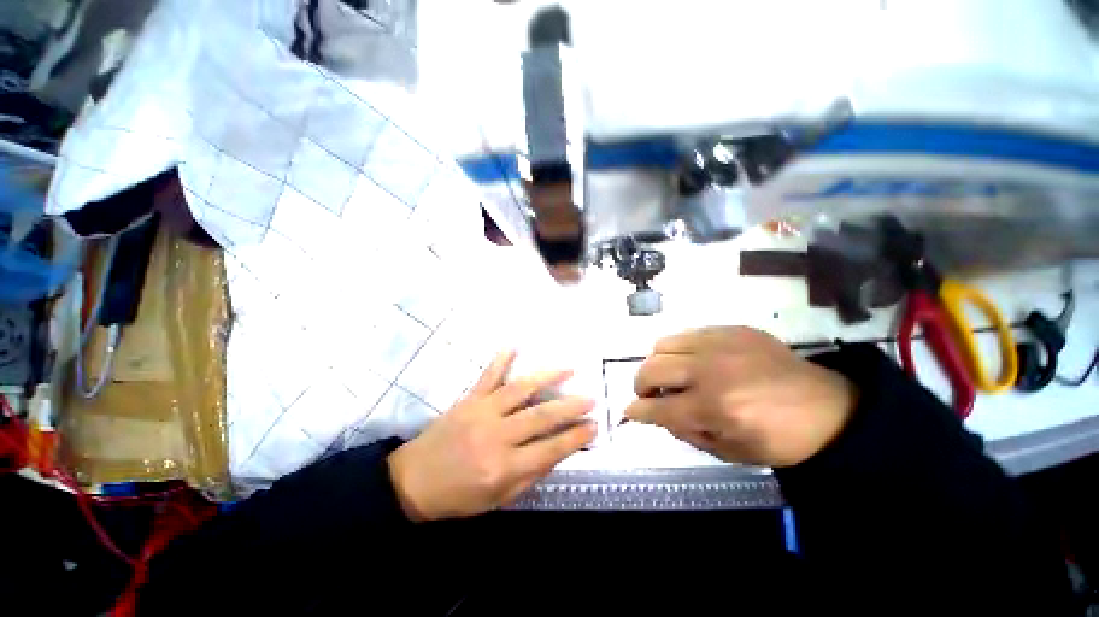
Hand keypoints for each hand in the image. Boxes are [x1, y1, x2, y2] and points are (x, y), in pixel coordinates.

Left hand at [388, 351, 595, 521]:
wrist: (413, 482)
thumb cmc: (458, 496)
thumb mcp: (498, 499)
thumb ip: (529, 475)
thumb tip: (558, 452)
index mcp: (503, 467)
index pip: (549, 450)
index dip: (575, 438)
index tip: (594, 426)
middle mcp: (495, 436)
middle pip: (540, 417)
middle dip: (570, 407)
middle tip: (591, 398)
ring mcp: (482, 412)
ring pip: (520, 390)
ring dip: (546, 377)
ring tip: (568, 368)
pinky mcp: (469, 399)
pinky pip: (487, 376)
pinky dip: (500, 360)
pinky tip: (513, 345)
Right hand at [623, 327, 856, 467]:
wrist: (827, 408)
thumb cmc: (778, 439)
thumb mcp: (730, 452)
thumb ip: (685, 432)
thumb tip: (655, 413)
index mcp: (716, 407)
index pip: (658, 407)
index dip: (637, 411)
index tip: (629, 412)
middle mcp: (712, 370)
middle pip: (651, 368)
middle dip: (641, 384)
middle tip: (650, 394)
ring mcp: (721, 343)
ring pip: (663, 344)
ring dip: (658, 363)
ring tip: (671, 375)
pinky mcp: (731, 329)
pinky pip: (687, 334)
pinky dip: (680, 350)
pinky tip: (694, 362)